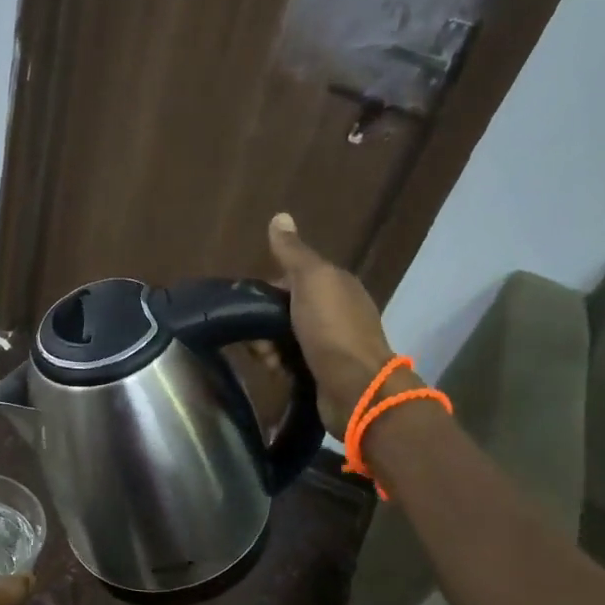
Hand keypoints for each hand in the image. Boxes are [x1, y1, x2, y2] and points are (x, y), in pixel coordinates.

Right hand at [267, 213, 410, 434]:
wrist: (355, 388)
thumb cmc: (332, 329)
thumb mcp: (311, 280)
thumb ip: (293, 252)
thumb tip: (280, 216)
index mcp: (336, 286)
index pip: (293, 279)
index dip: (269, 289)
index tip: (249, 304)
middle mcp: (336, 312)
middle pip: (286, 311)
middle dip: (264, 323)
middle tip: (253, 337)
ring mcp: (330, 345)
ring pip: (285, 339)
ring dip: (268, 347)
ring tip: (265, 359)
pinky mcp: (322, 373)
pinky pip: (290, 362)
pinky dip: (278, 366)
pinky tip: (273, 372)